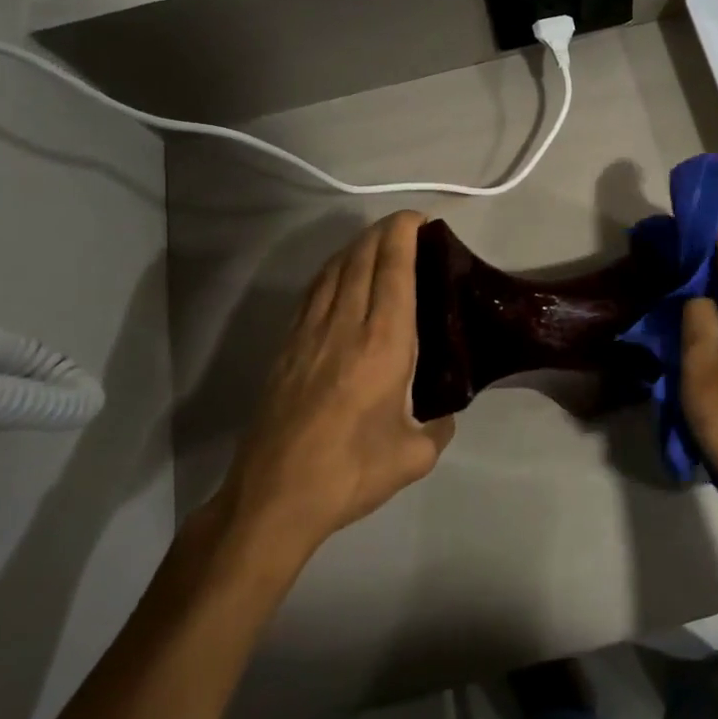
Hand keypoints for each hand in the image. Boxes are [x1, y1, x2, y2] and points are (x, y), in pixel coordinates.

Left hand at [219, 212, 454, 551]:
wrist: (274, 498)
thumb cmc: (350, 473)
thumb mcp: (414, 456)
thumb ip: (438, 426)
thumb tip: (443, 412)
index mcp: (383, 344)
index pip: (394, 270)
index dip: (404, 235)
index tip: (418, 220)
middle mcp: (346, 325)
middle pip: (362, 258)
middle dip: (384, 232)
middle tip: (406, 226)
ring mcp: (309, 332)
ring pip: (334, 270)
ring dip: (357, 246)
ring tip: (376, 241)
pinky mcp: (286, 347)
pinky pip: (313, 292)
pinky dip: (332, 271)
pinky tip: (339, 275)